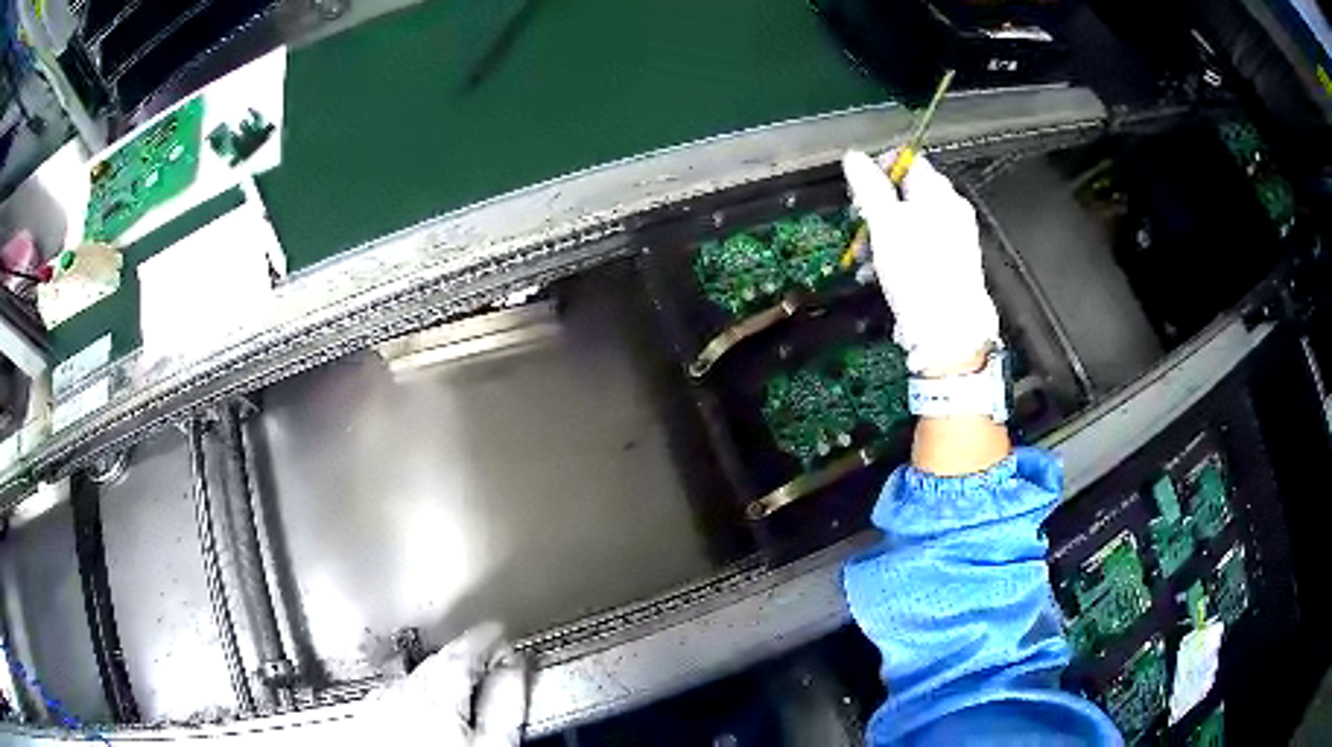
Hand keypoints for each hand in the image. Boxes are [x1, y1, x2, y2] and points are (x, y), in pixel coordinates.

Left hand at [360, 624, 525, 746]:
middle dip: (461, 657)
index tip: (499, 632)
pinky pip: (394, 694)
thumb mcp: (492, 746)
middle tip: (486, 655)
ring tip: (459, 683)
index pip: (462, 652)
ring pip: (412, 679)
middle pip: (434, 664)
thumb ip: (504, 704)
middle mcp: (399, 694)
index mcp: (435, 697)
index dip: (484, 639)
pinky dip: (414, 693)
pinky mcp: (367, 722)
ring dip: (436, 676)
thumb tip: (515, 668)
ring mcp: (378, 707)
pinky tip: (424, 707)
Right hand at [842, 150, 998, 373]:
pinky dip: (900, 252)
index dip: (878, 169)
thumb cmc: (919, 273)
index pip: (907, 160)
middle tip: (861, 224)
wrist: (948, 330)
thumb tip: (854, 158)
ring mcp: (955, 237)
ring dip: (884, 233)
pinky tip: (885, 272)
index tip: (858, 190)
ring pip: (912, 221)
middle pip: (908, 192)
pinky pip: (921, 245)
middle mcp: (952, 210)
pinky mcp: (952, 264)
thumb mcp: (884, 223)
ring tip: (868, 257)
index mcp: (939, 192)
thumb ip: (868, 186)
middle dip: (878, 206)